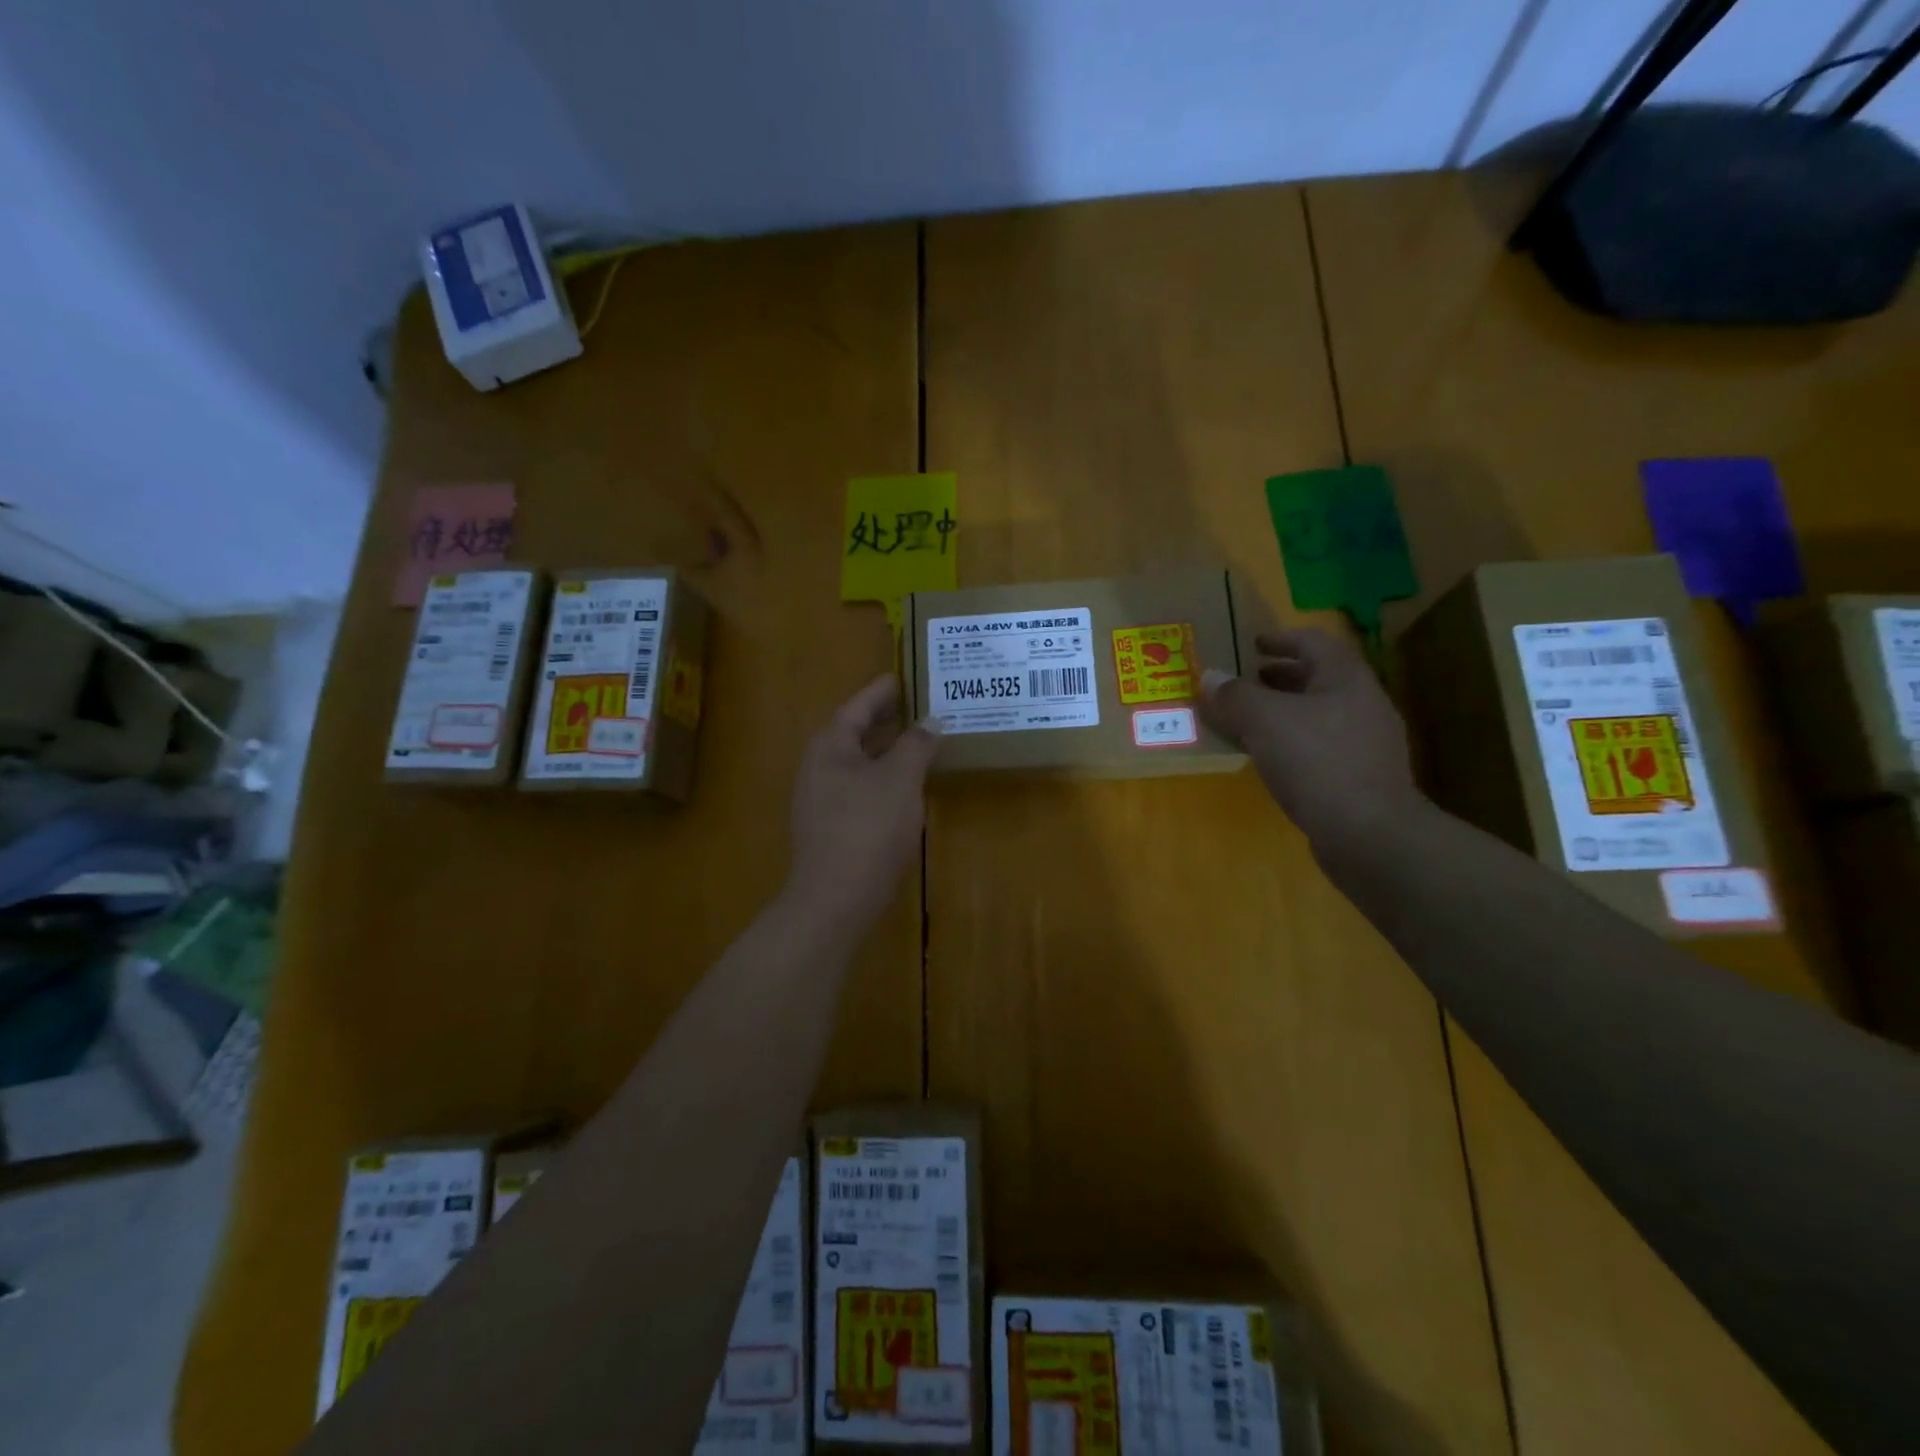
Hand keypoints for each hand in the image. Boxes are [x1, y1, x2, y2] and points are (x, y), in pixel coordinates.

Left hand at [786, 675, 941, 933]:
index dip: (882, 692)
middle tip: (918, 708)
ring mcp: (820, 800)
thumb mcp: (900, 779)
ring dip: (886, 751)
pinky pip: (858, 788)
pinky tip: (904, 787)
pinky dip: (881, 778)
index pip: (857, 707)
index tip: (903, 678)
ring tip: (918, 743)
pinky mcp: (829, 827)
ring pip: (857, 764)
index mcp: (829, 747)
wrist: (836, 897)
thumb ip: (917, 745)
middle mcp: (818, 768)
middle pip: (854, 734)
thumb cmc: (868, 827)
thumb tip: (931, 721)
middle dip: (886, 721)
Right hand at [1200, 628, 1421, 851]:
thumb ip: (1234, 696)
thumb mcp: (1264, 721)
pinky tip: (1269, 759)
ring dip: (1282, 712)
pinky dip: (1291, 742)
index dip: (1281, 638)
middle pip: (1317, 678)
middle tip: (1245, 682)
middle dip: (1279, 678)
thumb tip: (1210, 677)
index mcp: (1345, 678)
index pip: (1313, 641)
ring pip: (1317, 714)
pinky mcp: (1360, 776)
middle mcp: (1362, 703)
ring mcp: (1366, 742)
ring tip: (1248, 721)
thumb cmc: (1316, 762)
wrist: (1368, 833)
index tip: (1252, 644)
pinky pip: (1319, 746)